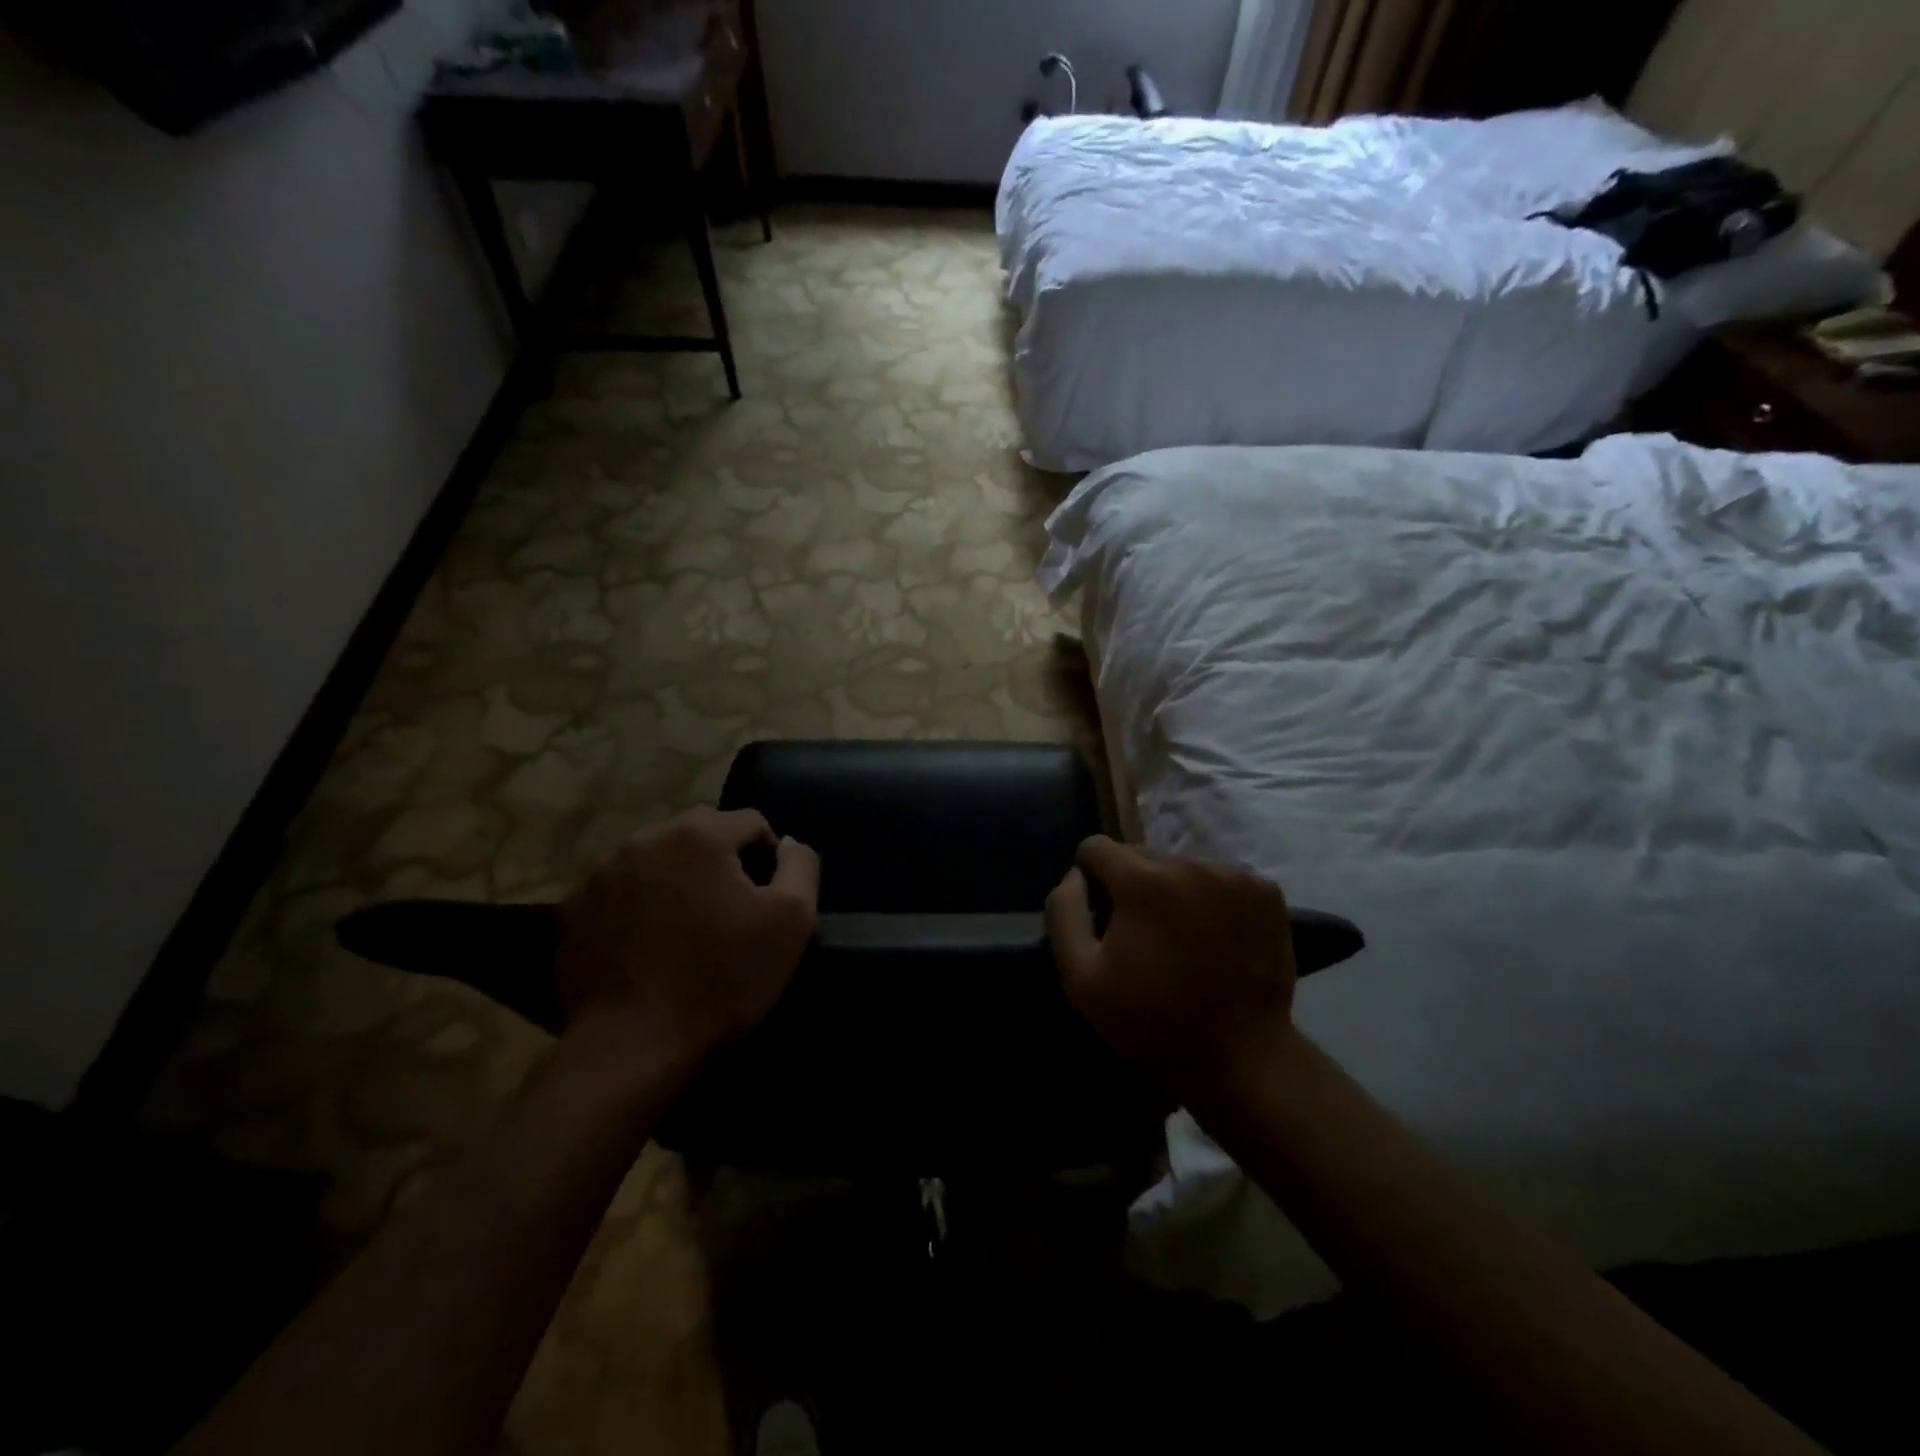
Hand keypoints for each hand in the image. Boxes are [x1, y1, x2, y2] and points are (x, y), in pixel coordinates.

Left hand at [556, 808, 819, 1071]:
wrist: (632, 1048)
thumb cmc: (722, 978)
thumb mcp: (791, 920)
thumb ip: (800, 866)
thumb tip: (788, 843)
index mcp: (698, 834)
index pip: (750, 822)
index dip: (769, 856)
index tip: (769, 898)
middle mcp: (644, 839)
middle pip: (699, 834)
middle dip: (720, 861)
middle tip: (730, 910)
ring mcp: (600, 874)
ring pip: (656, 859)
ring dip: (677, 879)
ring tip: (686, 927)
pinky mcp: (572, 910)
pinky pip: (620, 891)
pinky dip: (639, 904)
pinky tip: (647, 945)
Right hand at [1046, 836, 1296, 1094]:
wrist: (1242, 1057)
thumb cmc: (1152, 1020)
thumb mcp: (1082, 978)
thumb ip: (1064, 913)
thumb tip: (1074, 875)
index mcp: (1142, 879)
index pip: (1097, 847)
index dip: (1090, 878)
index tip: (1101, 915)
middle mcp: (1189, 863)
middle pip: (1141, 855)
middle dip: (1133, 884)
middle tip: (1142, 933)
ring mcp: (1233, 876)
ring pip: (1182, 866)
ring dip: (1173, 891)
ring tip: (1181, 938)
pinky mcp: (1266, 892)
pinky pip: (1221, 880)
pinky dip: (1212, 899)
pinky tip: (1216, 938)